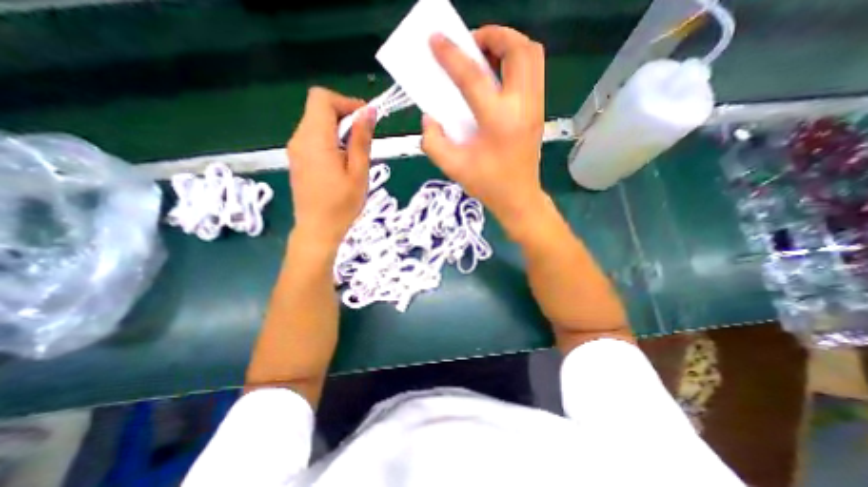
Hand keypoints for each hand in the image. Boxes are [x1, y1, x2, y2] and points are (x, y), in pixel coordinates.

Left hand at [287, 87, 377, 252]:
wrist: (318, 230)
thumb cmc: (342, 204)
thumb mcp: (358, 172)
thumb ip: (361, 139)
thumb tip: (368, 111)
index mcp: (315, 139)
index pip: (322, 98)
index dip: (346, 102)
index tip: (366, 119)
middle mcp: (299, 138)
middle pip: (318, 109)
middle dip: (344, 116)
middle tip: (364, 139)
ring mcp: (295, 149)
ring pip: (316, 123)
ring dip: (339, 129)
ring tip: (355, 154)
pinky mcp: (297, 159)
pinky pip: (313, 138)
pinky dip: (330, 140)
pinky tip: (342, 161)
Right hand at [419, 27, 540, 236]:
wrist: (518, 198)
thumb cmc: (487, 185)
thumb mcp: (452, 167)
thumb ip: (433, 141)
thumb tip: (430, 117)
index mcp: (498, 122)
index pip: (473, 77)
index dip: (451, 55)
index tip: (436, 40)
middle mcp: (522, 107)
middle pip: (518, 49)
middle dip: (492, 35)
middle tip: (470, 46)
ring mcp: (536, 106)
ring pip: (532, 54)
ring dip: (507, 44)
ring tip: (485, 56)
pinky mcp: (539, 110)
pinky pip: (533, 70)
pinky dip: (515, 60)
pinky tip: (497, 76)